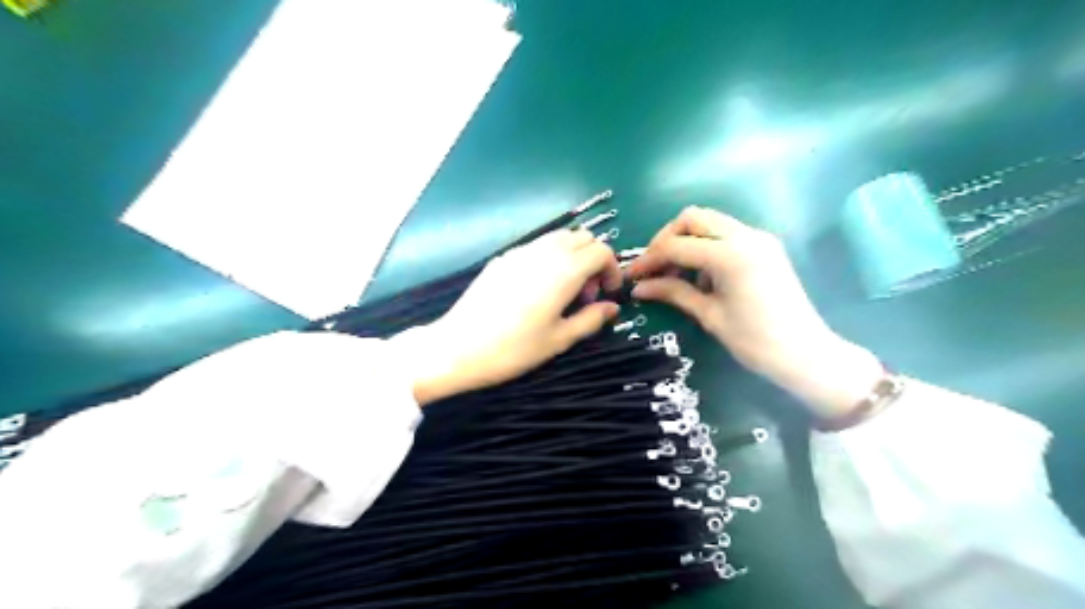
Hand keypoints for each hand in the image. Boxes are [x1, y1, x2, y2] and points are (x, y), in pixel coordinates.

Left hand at [411, 231, 622, 405]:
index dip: (612, 270)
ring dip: (572, 256)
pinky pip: (537, 246)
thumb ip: (591, 319)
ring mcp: (520, 251)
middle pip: (583, 238)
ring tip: (563, 292)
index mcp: (565, 270)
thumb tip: (612, 307)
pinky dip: (550, 258)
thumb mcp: (559, 339)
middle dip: (594, 260)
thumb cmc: (514, 348)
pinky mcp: (502, 258)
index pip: (602, 251)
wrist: (459, 347)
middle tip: (585, 295)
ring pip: (559, 237)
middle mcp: (545, 252)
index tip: (607, 294)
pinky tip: (536, 290)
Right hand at [628, 203, 879, 419]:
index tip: (631, 276)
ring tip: (677, 276)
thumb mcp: (709, 316)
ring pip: (710, 222)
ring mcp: (759, 238)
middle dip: (667, 239)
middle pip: (692, 218)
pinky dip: (707, 246)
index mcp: (730, 255)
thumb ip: (673, 293)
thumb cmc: (755, 342)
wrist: (806, 354)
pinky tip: (703, 277)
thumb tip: (638, 287)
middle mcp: (745, 235)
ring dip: (687, 241)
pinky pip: (727, 234)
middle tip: (654, 268)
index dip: (649, 259)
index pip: (676, 245)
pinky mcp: (766, 247)